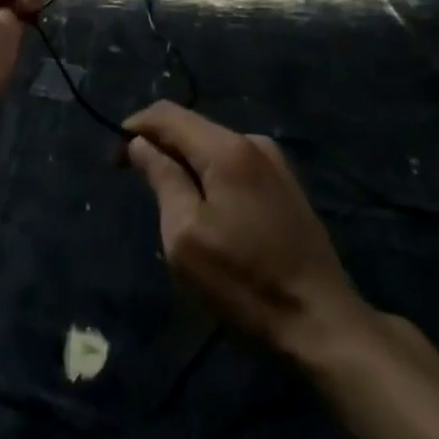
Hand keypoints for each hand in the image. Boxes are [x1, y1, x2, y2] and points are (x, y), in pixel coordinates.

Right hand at [123, 101, 375, 364]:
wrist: (325, 324)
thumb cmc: (246, 283)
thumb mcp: (185, 236)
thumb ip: (161, 179)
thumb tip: (140, 143)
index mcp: (226, 148)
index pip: (166, 114)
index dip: (134, 128)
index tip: (113, 160)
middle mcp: (252, 141)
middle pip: (190, 127)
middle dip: (159, 147)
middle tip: (136, 183)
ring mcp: (274, 162)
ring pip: (211, 146)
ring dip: (184, 163)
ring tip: (169, 201)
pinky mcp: (286, 185)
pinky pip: (233, 163)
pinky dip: (209, 175)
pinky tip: (206, 210)